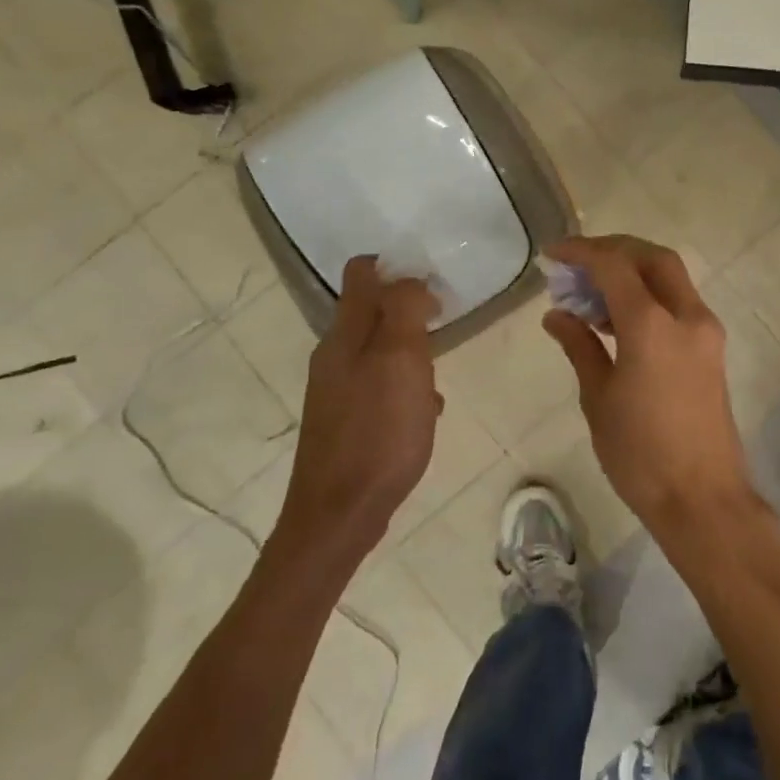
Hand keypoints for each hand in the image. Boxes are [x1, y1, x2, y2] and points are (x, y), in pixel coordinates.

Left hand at [272, 257, 439, 563]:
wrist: (339, 514)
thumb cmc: (378, 432)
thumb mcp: (400, 360)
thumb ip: (404, 310)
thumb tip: (410, 279)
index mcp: (345, 334)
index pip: (362, 272)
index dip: (397, 266)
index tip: (434, 281)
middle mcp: (335, 355)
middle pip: (372, 310)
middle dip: (410, 310)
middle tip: (444, 324)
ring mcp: (338, 390)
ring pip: (380, 350)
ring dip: (411, 351)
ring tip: (439, 370)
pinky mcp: (347, 420)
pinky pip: (381, 385)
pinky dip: (405, 386)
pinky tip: (425, 411)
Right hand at [541, 235, 757, 540]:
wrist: (702, 498)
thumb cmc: (640, 454)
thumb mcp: (599, 398)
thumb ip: (580, 346)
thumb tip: (557, 315)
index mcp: (652, 325)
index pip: (614, 265)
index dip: (581, 252)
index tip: (552, 255)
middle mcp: (686, 316)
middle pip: (653, 258)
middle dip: (614, 250)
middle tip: (577, 265)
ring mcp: (705, 331)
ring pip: (670, 278)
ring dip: (632, 273)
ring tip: (589, 295)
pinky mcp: (711, 349)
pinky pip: (678, 303)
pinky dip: (648, 296)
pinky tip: (616, 320)